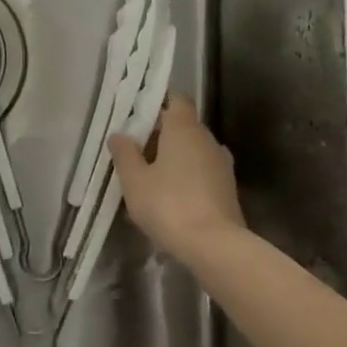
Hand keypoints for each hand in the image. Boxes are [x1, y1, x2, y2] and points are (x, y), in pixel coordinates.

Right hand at [108, 94, 245, 263]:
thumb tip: (118, 134)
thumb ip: (125, 154)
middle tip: (135, 151)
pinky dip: (186, 178)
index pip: (177, 99)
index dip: (159, 102)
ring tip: (149, 179)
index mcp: (184, 129)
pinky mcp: (227, 189)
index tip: (138, 114)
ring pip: (193, 151)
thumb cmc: (169, 205)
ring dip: (173, 159)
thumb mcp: (135, 181)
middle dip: (160, 134)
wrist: (216, 247)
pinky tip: (168, 200)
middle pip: (183, 126)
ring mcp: (221, 164)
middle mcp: (207, 140)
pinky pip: (202, 173)